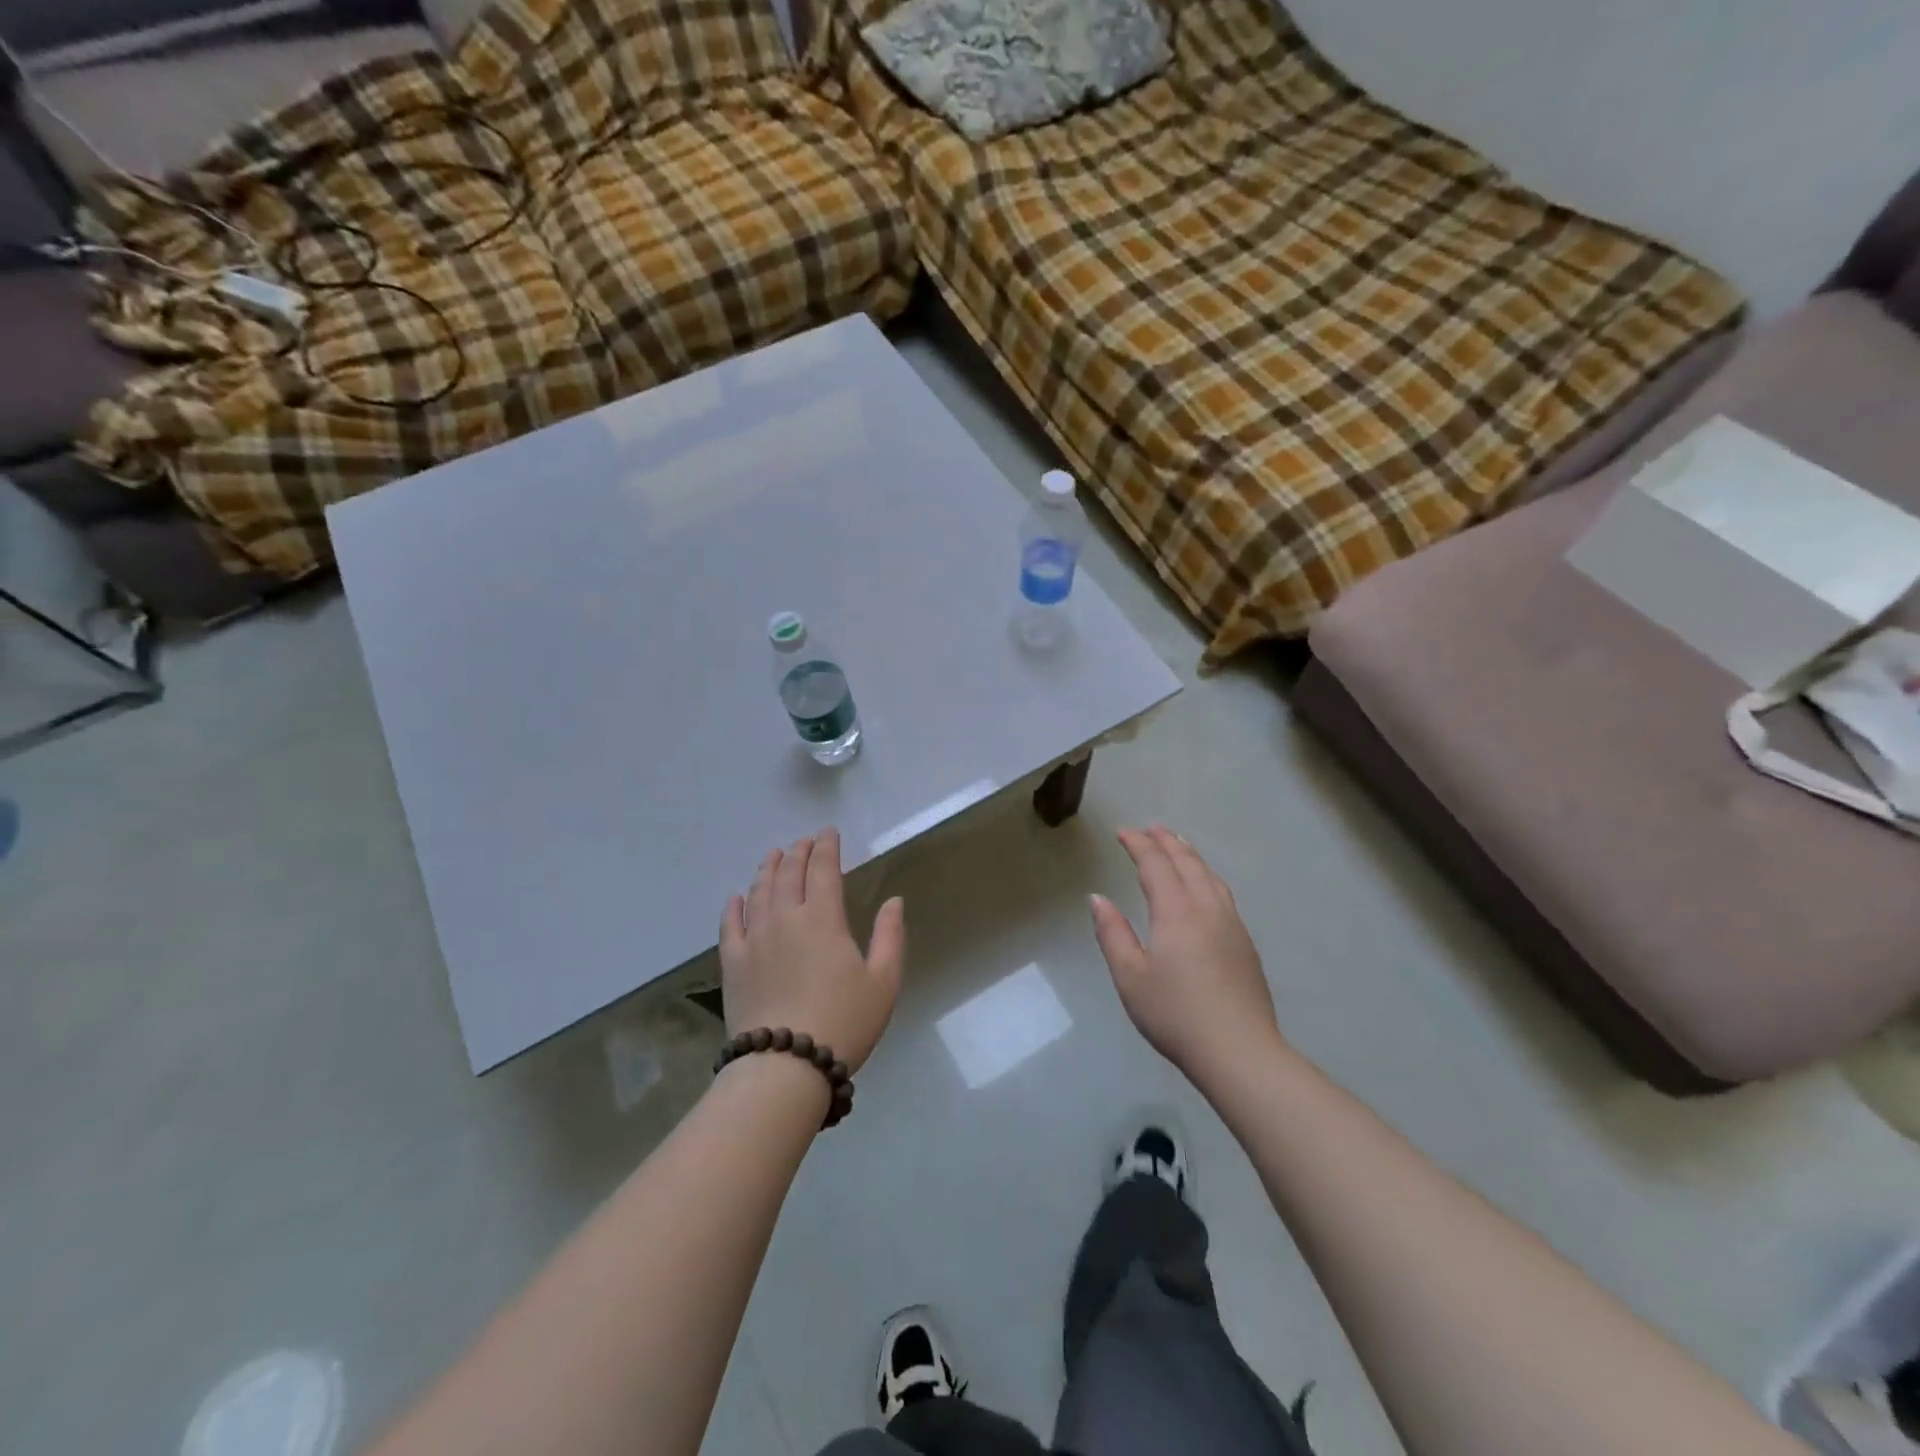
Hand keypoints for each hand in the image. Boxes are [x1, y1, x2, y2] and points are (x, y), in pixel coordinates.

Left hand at [720, 828, 904, 1073]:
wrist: (785, 1067)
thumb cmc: (843, 1022)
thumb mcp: (883, 981)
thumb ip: (890, 936)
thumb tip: (894, 900)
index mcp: (823, 919)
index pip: (823, 870)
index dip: (826, 847)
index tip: (828, 832)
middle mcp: (785, 919)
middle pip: (788, 874)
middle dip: (798, 852)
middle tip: (804, 841)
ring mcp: (754, 940)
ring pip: (759, 892)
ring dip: (768, 869)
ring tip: (774, 856)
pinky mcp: (732, 964)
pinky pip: (729, 925)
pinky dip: (733, 906)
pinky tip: (736, 897)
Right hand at [1091, 824, 1282, 1081]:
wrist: (1239, 1051)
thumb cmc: (1175, 1014)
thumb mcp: (1130, 977)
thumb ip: (1112, 933)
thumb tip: (1098, 899)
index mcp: (1176, 911)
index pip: (1155, 864)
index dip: (1138, 844)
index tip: (1123, 832)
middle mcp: (1206, 908)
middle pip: (1186, 863)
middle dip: (1166, 842)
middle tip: (1151, 828)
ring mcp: (1231, 924)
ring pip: (1210, 876)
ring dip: (1190, 855)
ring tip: (1179, 845)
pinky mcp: (1245, 943)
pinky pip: (1222, 892)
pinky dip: (1207, 875)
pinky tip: (1205, 885)